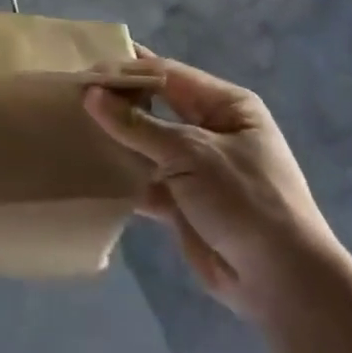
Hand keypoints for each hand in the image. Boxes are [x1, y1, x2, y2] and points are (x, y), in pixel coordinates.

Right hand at [86, 53, 333, 319]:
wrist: (282, 282)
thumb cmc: (244, 200)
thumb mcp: (191, 153)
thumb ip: (137, 125)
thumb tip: (91, 94)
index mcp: (226, 105)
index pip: (168, 75)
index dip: (127, 71)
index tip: (84, 70)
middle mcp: (211, 130)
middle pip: (155, 107)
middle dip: (117, 102)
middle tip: (70, 96)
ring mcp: (197, 168)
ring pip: (146, 144)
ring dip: (115, 140)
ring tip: (69, 128)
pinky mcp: (183, 202)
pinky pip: (145, 180)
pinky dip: (122, 177)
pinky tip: (88, 171)